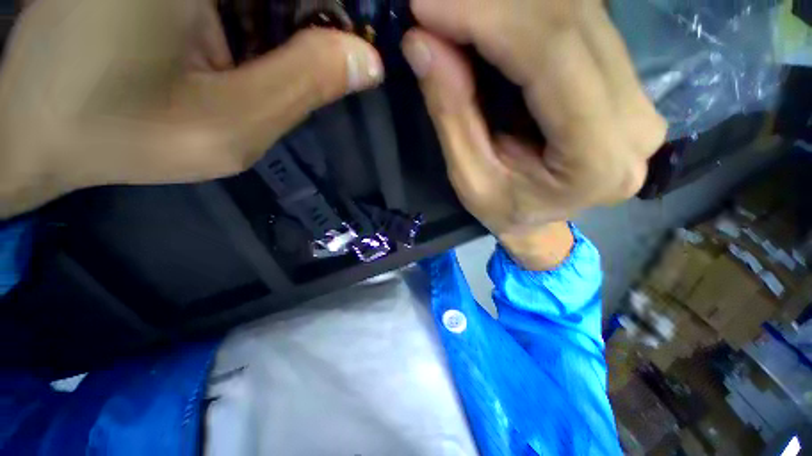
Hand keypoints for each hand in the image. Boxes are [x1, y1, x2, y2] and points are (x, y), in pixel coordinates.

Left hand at [0, 0, 383, 218]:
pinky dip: (258, 18)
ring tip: (267, 62)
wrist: (36, 126)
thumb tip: (369, 63)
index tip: (356, 48)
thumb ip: (305, 87)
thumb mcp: (228, 128)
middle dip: (314, 20)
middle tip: (318, 63)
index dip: (346, 13)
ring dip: (286, 21)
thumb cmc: (118, 132)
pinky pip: (242, 3)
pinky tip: (242, 46)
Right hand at [402, 0, 665, 268]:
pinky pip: (577, 22)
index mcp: (597, 161)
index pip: (551, 56)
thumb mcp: (469, 180)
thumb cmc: (503, 213)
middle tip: (433, 5)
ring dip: (505, 3)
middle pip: (570, 21)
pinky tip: (487, 17)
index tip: (426, 6)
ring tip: (454, 11)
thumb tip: (423, 44)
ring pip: (577, 11)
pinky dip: (525, 11)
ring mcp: (638, 96)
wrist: (538, 222)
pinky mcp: (625, 82)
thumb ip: (452, 114)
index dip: (486, 17)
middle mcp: (635, 121)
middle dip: (490, 2)